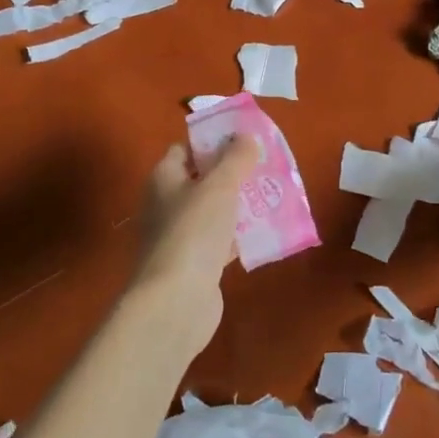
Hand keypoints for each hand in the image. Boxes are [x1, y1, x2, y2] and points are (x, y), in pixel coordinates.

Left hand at [128, 137, 254, 355]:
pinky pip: (221, 240)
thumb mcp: (219, 186)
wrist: (176, 302)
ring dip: (240, 204)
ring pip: (214, 211)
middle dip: (233, 172)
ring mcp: (180, 236)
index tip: (245, 137)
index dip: (213, 140)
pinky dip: (240, 235)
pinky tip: (266, 232)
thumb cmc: (193, 232)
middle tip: (266, 165)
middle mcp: (166, 204)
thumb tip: (245, 135)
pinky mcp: (195, 264)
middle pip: (202, 179)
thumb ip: (235, 158)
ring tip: (274, 194)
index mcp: (164, 178)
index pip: (186, 148)